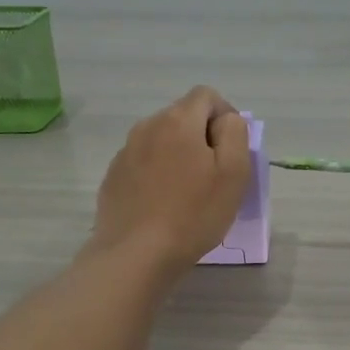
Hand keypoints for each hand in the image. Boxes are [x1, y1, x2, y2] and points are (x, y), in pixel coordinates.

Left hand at [90, 87, 251, 273]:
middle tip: (214, 177)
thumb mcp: (234, 173)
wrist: (136, 254)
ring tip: (188, 193)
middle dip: (202, 137)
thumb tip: (226, 120)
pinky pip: (143, 163)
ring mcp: (126, 152)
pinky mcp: (114, 177)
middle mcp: (147, 126)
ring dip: (179, 156)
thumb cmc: (193, 214)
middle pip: (183, 116)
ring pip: (162, 140)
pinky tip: (163, 205)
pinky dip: (157, 174)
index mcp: (178, 121)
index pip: (206, 95)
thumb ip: (235, 134)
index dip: (225, 116)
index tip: (232, 150)